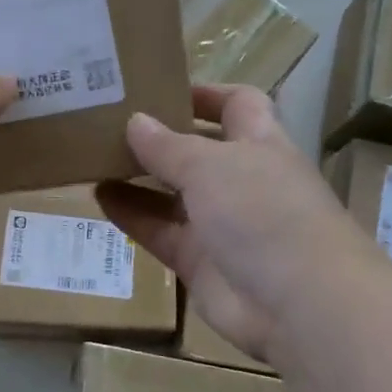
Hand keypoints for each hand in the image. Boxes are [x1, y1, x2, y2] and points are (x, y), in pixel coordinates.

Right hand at [96, 85, 360, 361]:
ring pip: (173, 193)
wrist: (299, 304)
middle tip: (109, 120)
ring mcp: (221, 223)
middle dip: (159, 136)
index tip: (159, 87)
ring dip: (138, 176)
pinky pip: (160, 231)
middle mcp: (241, 180)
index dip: (205, 93)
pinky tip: (99, 197)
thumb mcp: (211, 166)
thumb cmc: (264, 213)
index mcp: (259, 144)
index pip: (237, 104)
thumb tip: (136, 121)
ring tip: (93, 156)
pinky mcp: (200, 262)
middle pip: (197, 149)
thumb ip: (168, 146)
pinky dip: (132, 215)